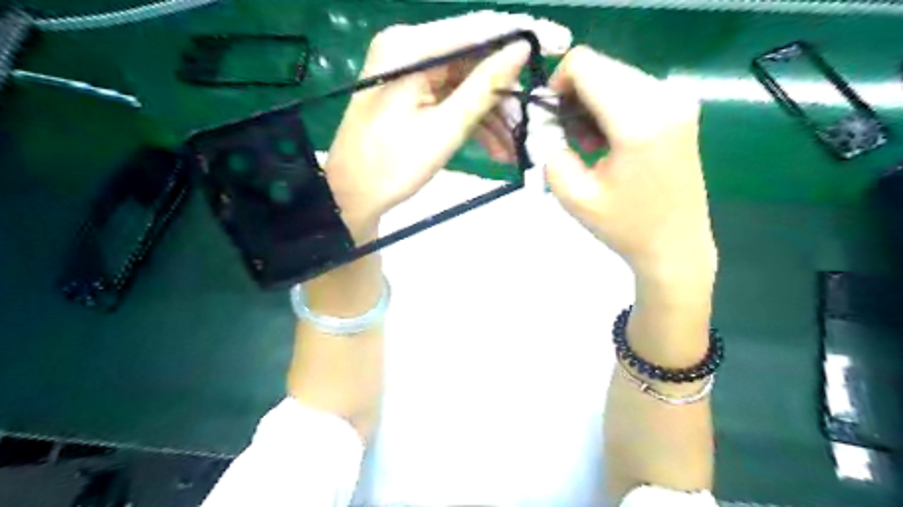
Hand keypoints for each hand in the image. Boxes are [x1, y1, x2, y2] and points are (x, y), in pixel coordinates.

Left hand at [327, 13, 570, 240]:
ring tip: (516, 145)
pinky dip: (474, 120)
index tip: (560, 41)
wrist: (353, 195)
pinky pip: (452, 98)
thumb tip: (522, 50)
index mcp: (409, 49)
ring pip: (467, 83)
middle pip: (473, 59)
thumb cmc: (392, 166)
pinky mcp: (413, 93)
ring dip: (493, 113)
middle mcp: (408, 50)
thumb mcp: (445, 129)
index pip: (477, 29)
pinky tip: (496, 147)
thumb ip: (485, 87)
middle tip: (534, 118)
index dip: (522, 34)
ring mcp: (410, 72)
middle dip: (506, 92)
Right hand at [539, 45, 716, 288]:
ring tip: (589, 144)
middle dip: (574, 96)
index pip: (585, 65)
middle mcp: (664, 97)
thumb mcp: (573, 195)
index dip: (557, 84)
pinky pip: (633, 89)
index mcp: (638, 120)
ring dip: (592, 103)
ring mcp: (678, 100)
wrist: (676, 246)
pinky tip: (609, 141)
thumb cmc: (624, 226)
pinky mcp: (681, 108)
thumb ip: (550, 150)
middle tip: (568, 137)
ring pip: (615, 76)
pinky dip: (611, 107)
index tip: (551, 118)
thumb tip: (546, 123)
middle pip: (601, 67)